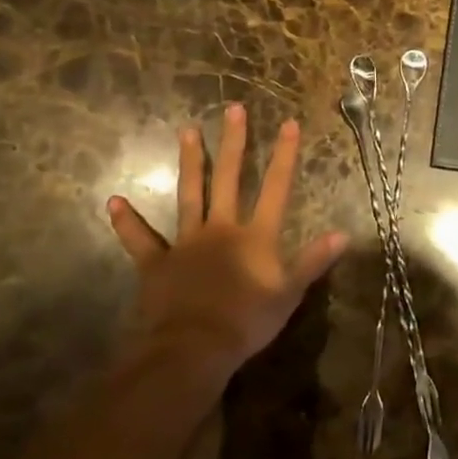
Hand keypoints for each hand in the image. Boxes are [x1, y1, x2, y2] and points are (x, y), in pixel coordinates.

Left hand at [109, 103, 347, 379]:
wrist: (193, 349)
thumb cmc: (246, 322)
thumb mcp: (289, 294)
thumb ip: (314, 261)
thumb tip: (344, 233)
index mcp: (255, 235)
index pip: (275, 187)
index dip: (284, 155)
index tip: (288, 123)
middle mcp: (221, 228)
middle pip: (228, 178)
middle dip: (233, 143)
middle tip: (233, 109)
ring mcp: (186, 242)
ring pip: (189, 195)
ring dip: (190, 163)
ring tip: (187, 131)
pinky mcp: (157, 263)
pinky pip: (140, 239)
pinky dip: (127, 221)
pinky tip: (113, 201)